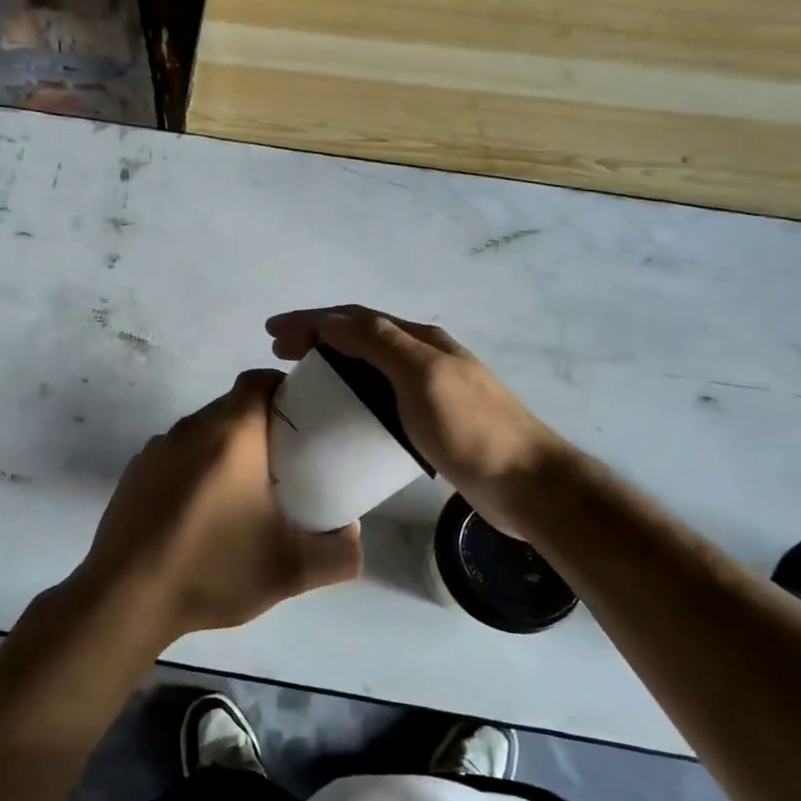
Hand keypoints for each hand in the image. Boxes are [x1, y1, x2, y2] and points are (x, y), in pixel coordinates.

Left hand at [74, 370, 361, 646]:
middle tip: (285, 463)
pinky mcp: (134, 472)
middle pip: (233, 406)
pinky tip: (199, 513)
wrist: (125, 598)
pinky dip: (195, 468)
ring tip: (243, 493)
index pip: (258, 380)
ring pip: (203, 431)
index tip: (303, 417)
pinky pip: (176, 454)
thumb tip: (355, 535)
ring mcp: (156, 448)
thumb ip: (339, 554)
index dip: (283, 387)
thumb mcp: (290, 572)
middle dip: (261, 425)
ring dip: (226, 449)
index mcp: (231, 434)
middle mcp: (191, 429)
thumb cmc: (212, 570)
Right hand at [266, 306, 573, 538]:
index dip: (311, 320)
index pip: (355, 318)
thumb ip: (379, 342)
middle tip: (280, 353)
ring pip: (370, 366)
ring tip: (304, 380)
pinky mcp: (431, 422)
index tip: (272, 332)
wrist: (527, 483)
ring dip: (334, 364)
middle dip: (317, 337)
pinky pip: (381, 397)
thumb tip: (332, 320)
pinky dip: (354, 394)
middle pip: (361, 337)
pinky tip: (343, 414)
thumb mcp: (422, 376)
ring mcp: (430, 389)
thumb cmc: (471, 428)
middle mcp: (424, 356)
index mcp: (420, 340)